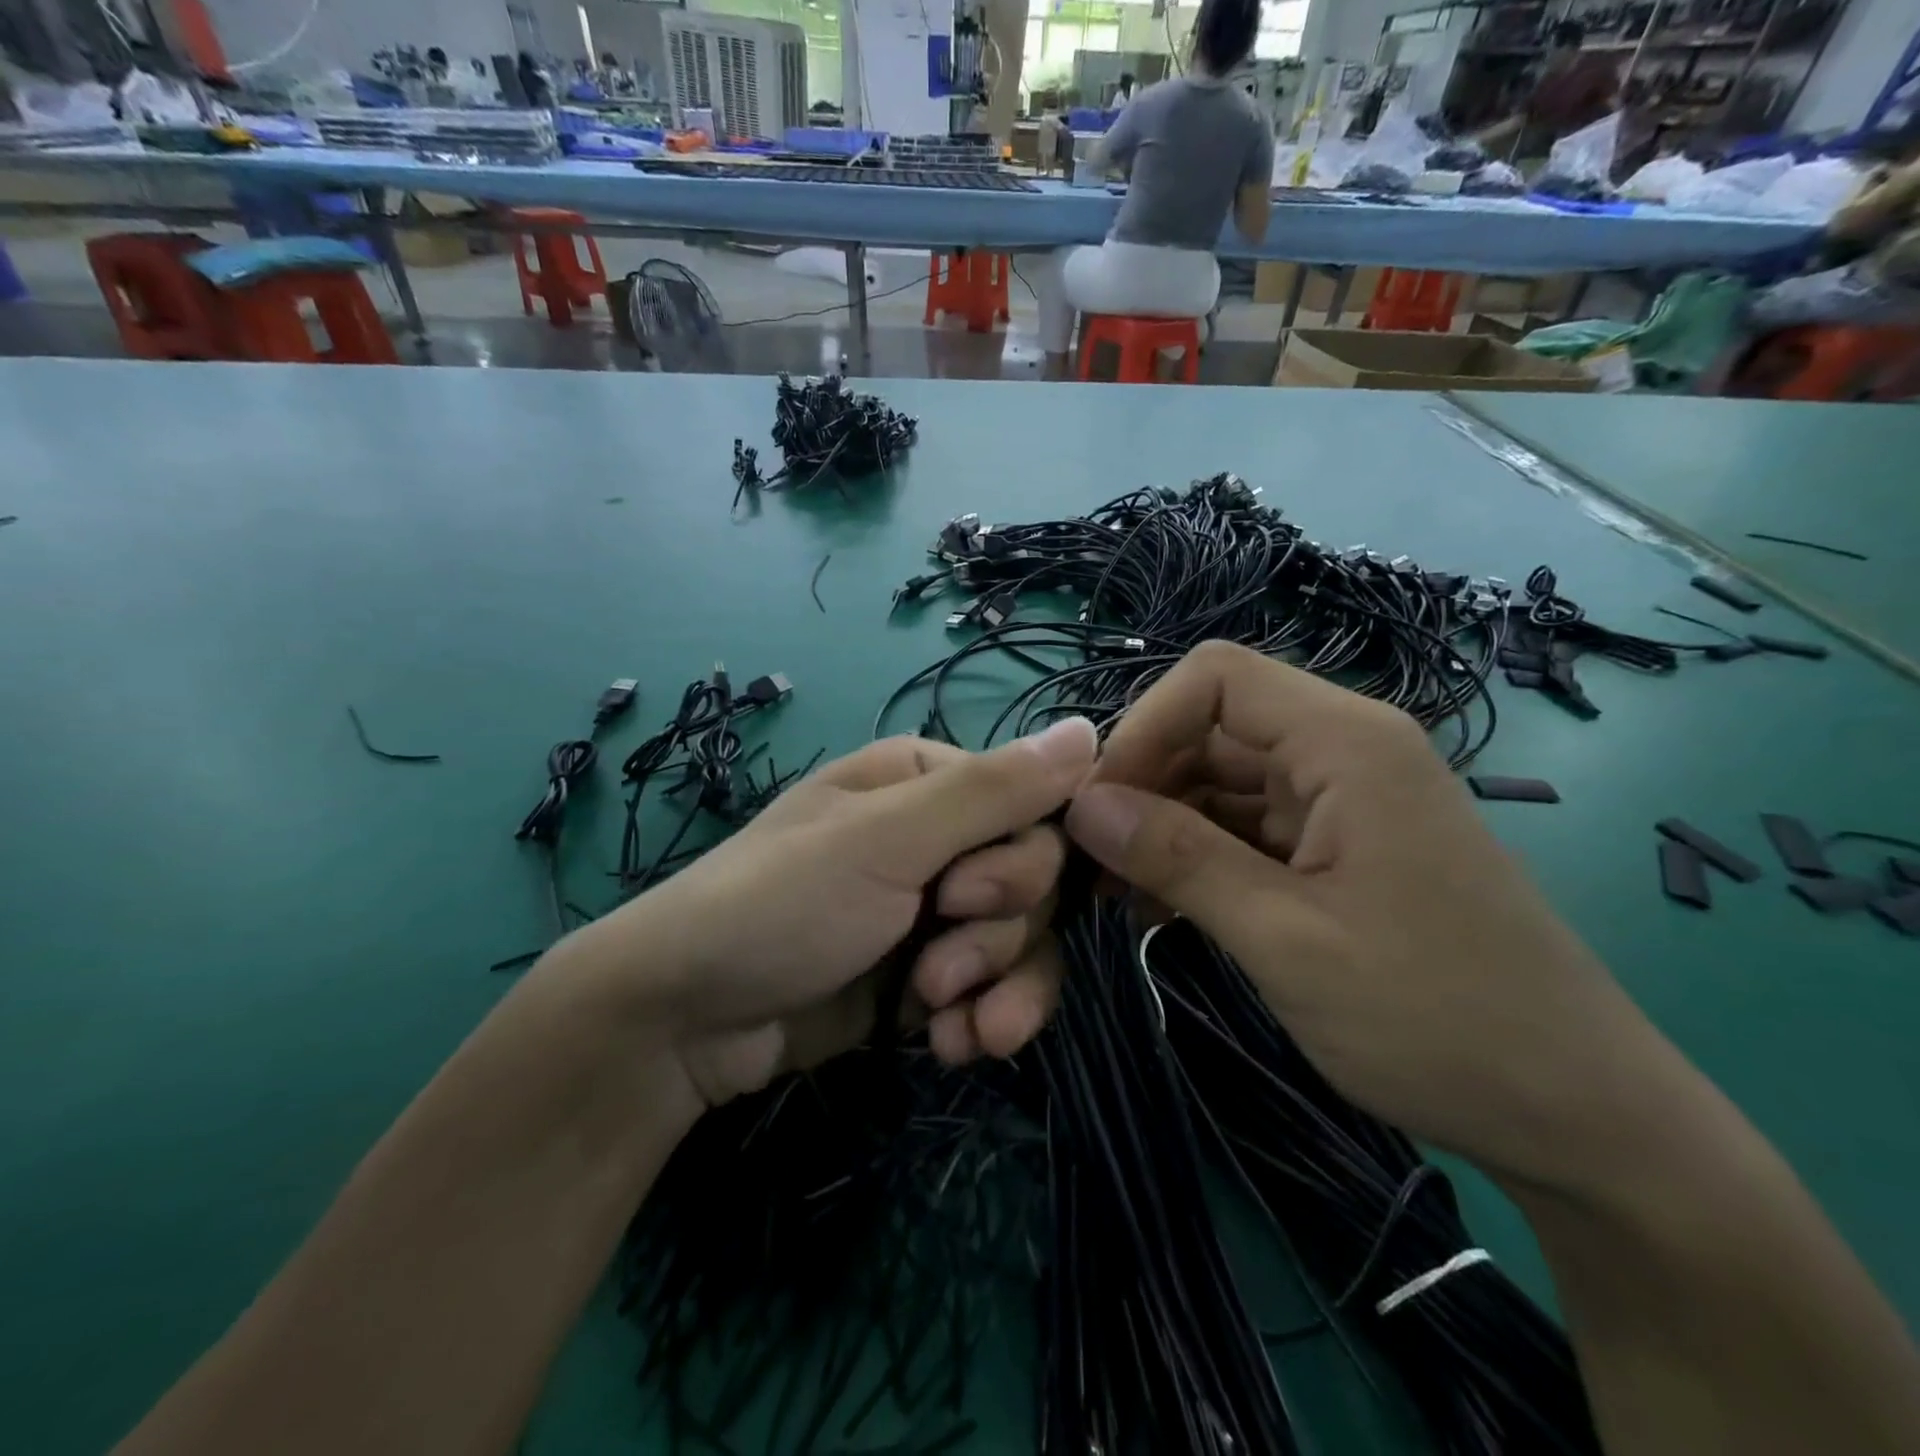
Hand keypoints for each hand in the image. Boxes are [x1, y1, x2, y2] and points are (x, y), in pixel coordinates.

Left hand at [558, 719, 1097, 1106]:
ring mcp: (935, 909)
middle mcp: (940, 838)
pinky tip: (947, 1044)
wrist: (689, 1019)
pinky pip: (995, 988)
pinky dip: (981, 1019)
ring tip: (940, 1018)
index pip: (1036, 806)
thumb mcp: (886, 839)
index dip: (1025, 861)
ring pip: (1025, 940)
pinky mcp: (928, 973)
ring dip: (996, 985)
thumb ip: (992, 790)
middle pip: (1035, 879)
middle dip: (999, 933)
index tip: (969, 896)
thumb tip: (1092, 729)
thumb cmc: (781, 903)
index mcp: (929, 782)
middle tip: (937, 964)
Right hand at [1063, 641, 1684, 1194]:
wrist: (1576, 1116)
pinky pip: (1244, 826)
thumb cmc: (1436, 1019)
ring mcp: (1342, 801)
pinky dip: (1195, 855)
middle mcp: (1344, 751)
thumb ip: (1177, 858)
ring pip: (1220, 780)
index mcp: (1346, 743)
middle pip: (1210, 729)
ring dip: (1161, 826)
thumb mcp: (1285, 938)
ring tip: (1114, 893)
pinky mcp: (1338, 847)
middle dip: (1142, 784)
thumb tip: (1082, 806)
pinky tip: (1159, 906)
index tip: (1099, 807)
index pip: (1215, 679)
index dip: (1143, 727)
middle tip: (1090, 861)